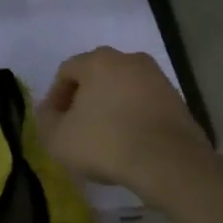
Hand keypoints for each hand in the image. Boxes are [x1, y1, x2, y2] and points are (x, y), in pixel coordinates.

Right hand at [37, 48, 210, 202]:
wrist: (168, 162)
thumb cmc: (105, 143)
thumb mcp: (57, 138)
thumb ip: (45, 120)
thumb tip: (49, 110)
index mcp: (99, 61)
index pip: (66, 71)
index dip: (55, 97)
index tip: (54, 122)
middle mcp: (130, 60)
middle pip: (96, 76)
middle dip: (83, 99)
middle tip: (76, 127)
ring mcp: (157, 78)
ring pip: (122, 88)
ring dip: (109, 107)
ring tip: (104, 136)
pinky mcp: (177, 99)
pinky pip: (143, 103)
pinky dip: (132, 116)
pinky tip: (128, 141)